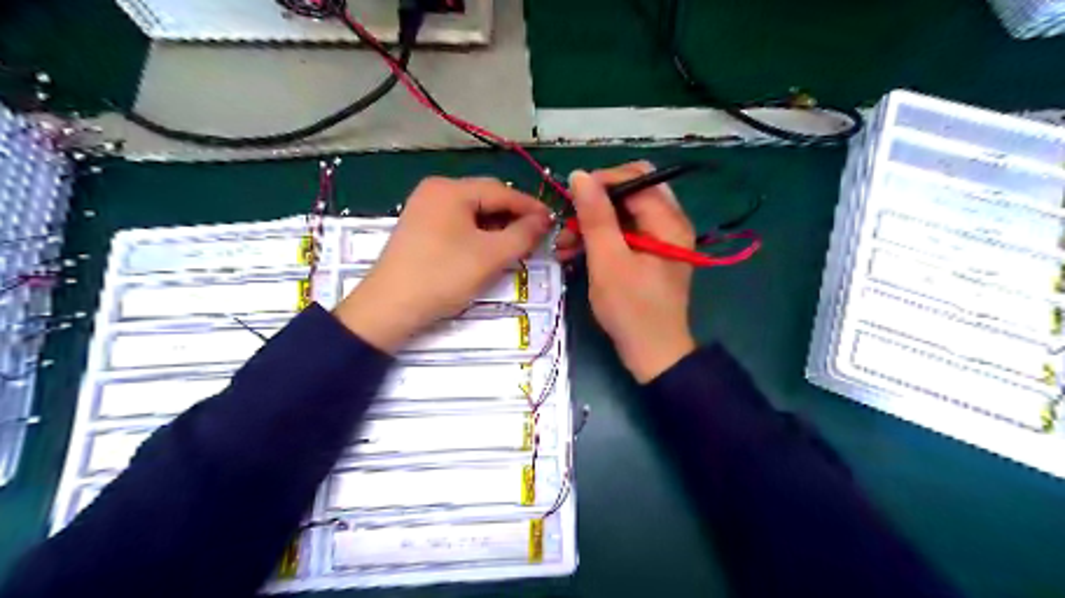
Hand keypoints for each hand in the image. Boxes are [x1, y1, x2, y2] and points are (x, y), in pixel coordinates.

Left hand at [331, 176, 548, 354]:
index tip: (553, 222)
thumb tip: (543, 221)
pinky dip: (478, 235)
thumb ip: (523, 235)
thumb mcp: (490, 256)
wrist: (389, 308)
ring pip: (472, 213)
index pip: (502, 191)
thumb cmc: (443, 276)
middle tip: (536, 237)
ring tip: (516, 247)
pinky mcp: (419, 229)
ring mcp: (424, 209)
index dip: (531, 207)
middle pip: (486, 199)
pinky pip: (458, 225)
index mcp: (450, 189)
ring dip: (497, 228)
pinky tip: (489, 251)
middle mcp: (435, 191)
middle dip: (513, 218)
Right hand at [557, 161, 699, 381]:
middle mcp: (669, 223)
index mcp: (668, 220)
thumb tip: (580, 175)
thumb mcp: (608, 261)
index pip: (635, 177)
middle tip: (568, 222)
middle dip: (594, 204)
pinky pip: (624, 234)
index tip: (570, 199)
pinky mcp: (650, 255)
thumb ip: (595, 216)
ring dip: (592, 224)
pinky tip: (575, 253)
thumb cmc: (631, 309)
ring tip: (564, 244)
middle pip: (629, 193)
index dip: (601, 181)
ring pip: (623, 214)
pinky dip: (600, 240)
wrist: (652, 354)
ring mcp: (660, 240)